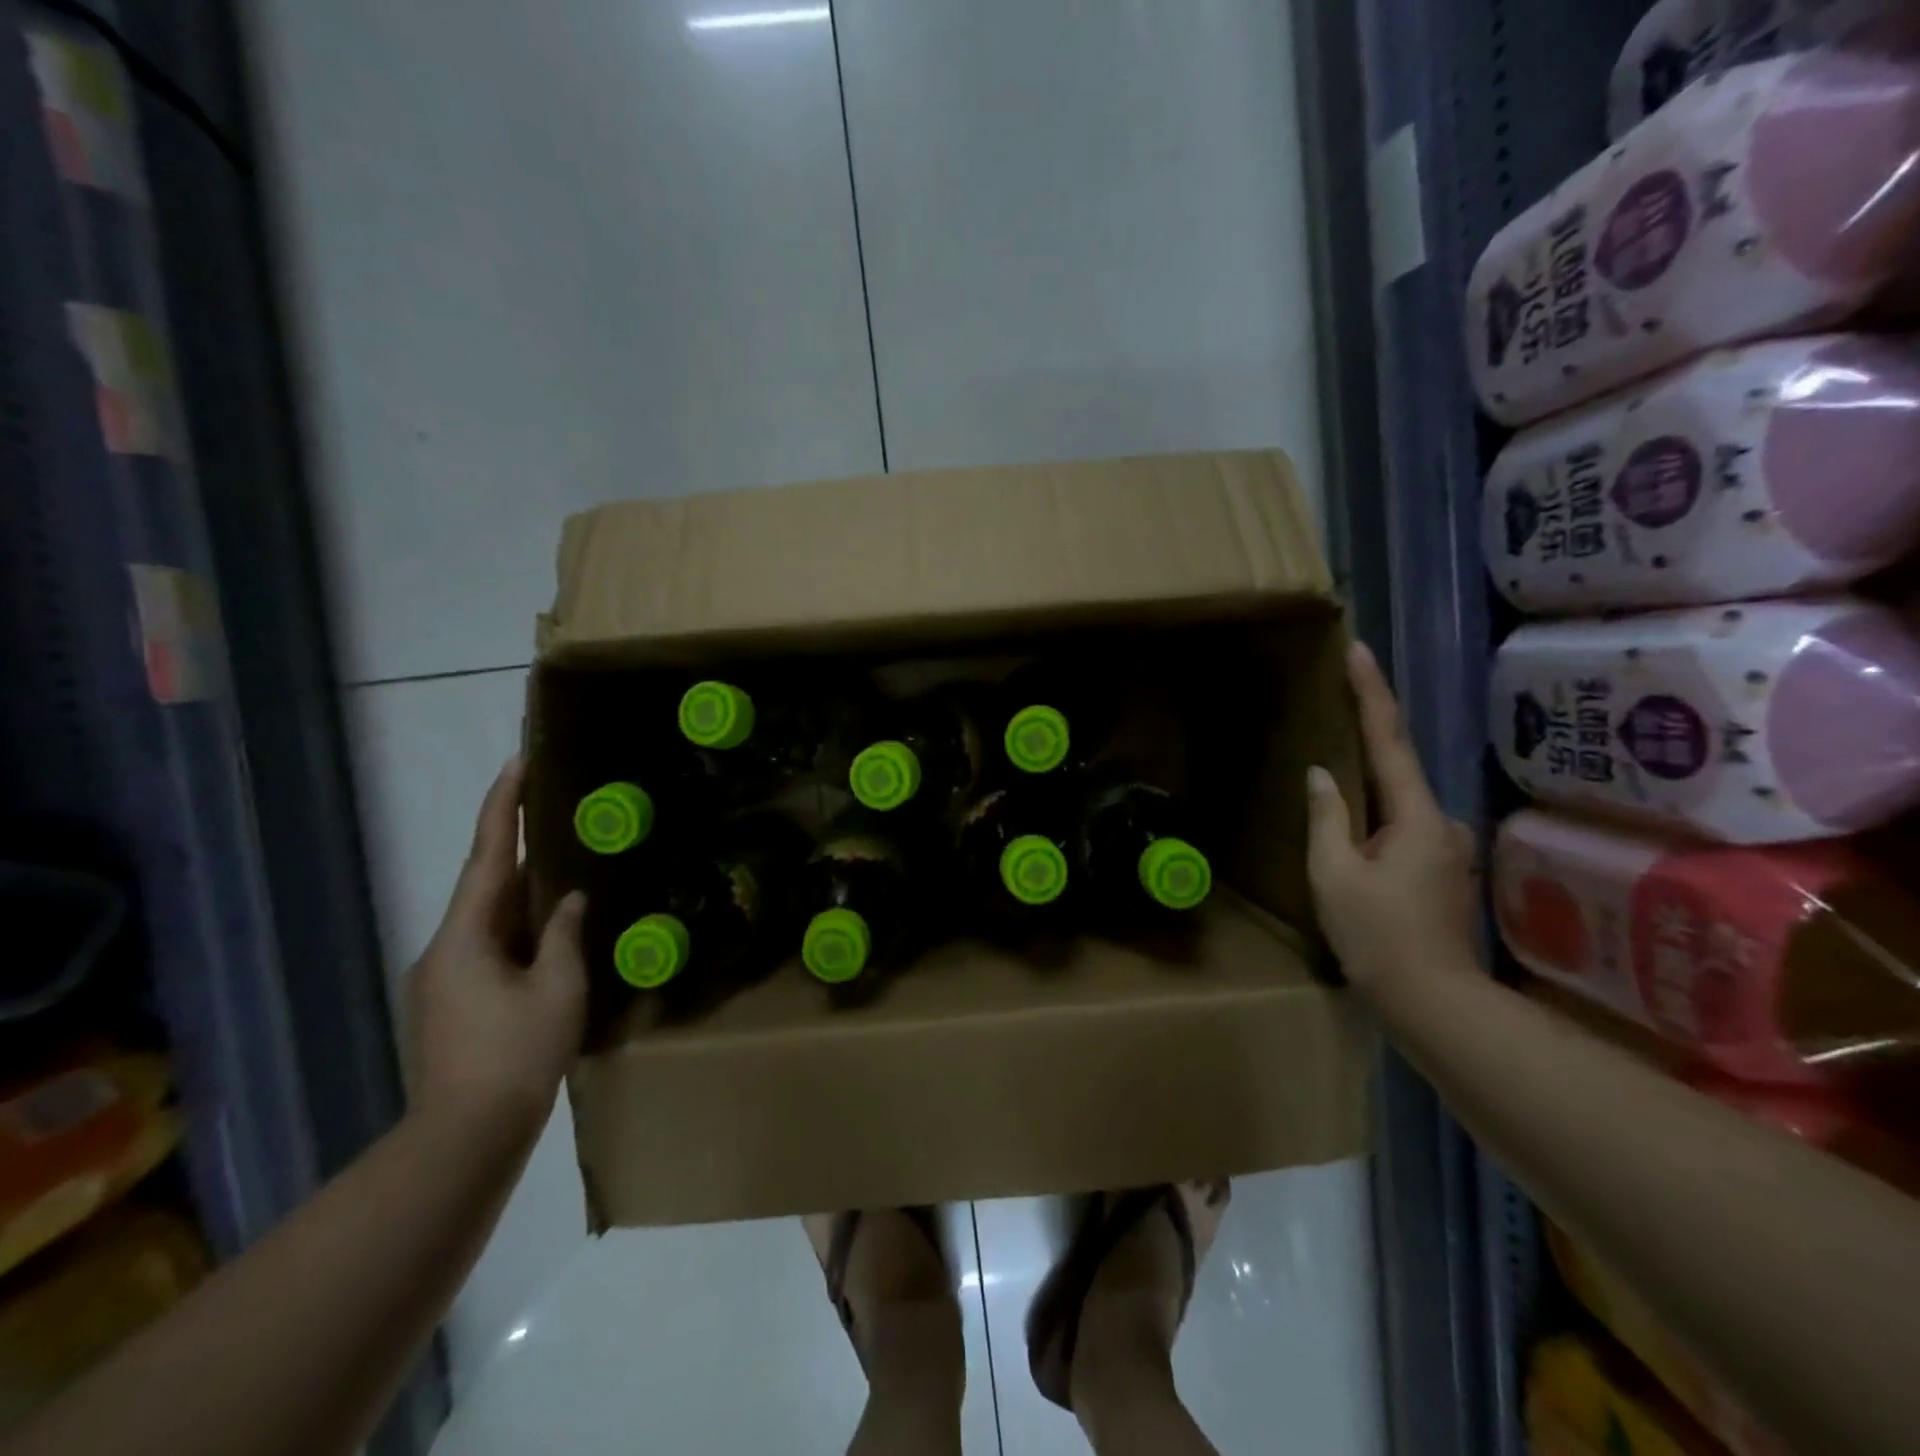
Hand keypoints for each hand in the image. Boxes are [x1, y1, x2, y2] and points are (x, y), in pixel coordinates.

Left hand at [406, 757, 586, 1135]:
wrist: (466, 1137)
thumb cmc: (517, 1054)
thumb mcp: (558, 987)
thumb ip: (564, 934)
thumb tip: (568, 901)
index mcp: (465, 936)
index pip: (486, 856)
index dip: (503, 807)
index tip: (517, 762)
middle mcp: (445, 948)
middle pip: (485, 884)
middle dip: (519, 847)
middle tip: (557, 813)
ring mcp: (444, 978)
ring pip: (489, 918)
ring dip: (524, 893)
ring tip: (566, 870)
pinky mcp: (453, 1003)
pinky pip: (491, 947)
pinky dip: (520, 928)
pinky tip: (551, 933)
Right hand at [1305, 642, 1476, 993]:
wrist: (1432, 1001)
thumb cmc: (1376, 934)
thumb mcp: (1333, 873)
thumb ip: (1327, 816)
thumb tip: (1321, 774)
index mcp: (1416, 816)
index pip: (1389, 740)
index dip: (1371, 692)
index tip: (1358, 650)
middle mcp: (1442, 821)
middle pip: (1399, 765)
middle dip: (1370, 732)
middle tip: (1340, 698)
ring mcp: (1447, 847)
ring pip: (1400, 800)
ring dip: (1371, 781)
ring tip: (1336, 769)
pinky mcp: (1441, 869)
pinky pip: (1403, 824)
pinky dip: (1378, 813)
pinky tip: (1356, 827)